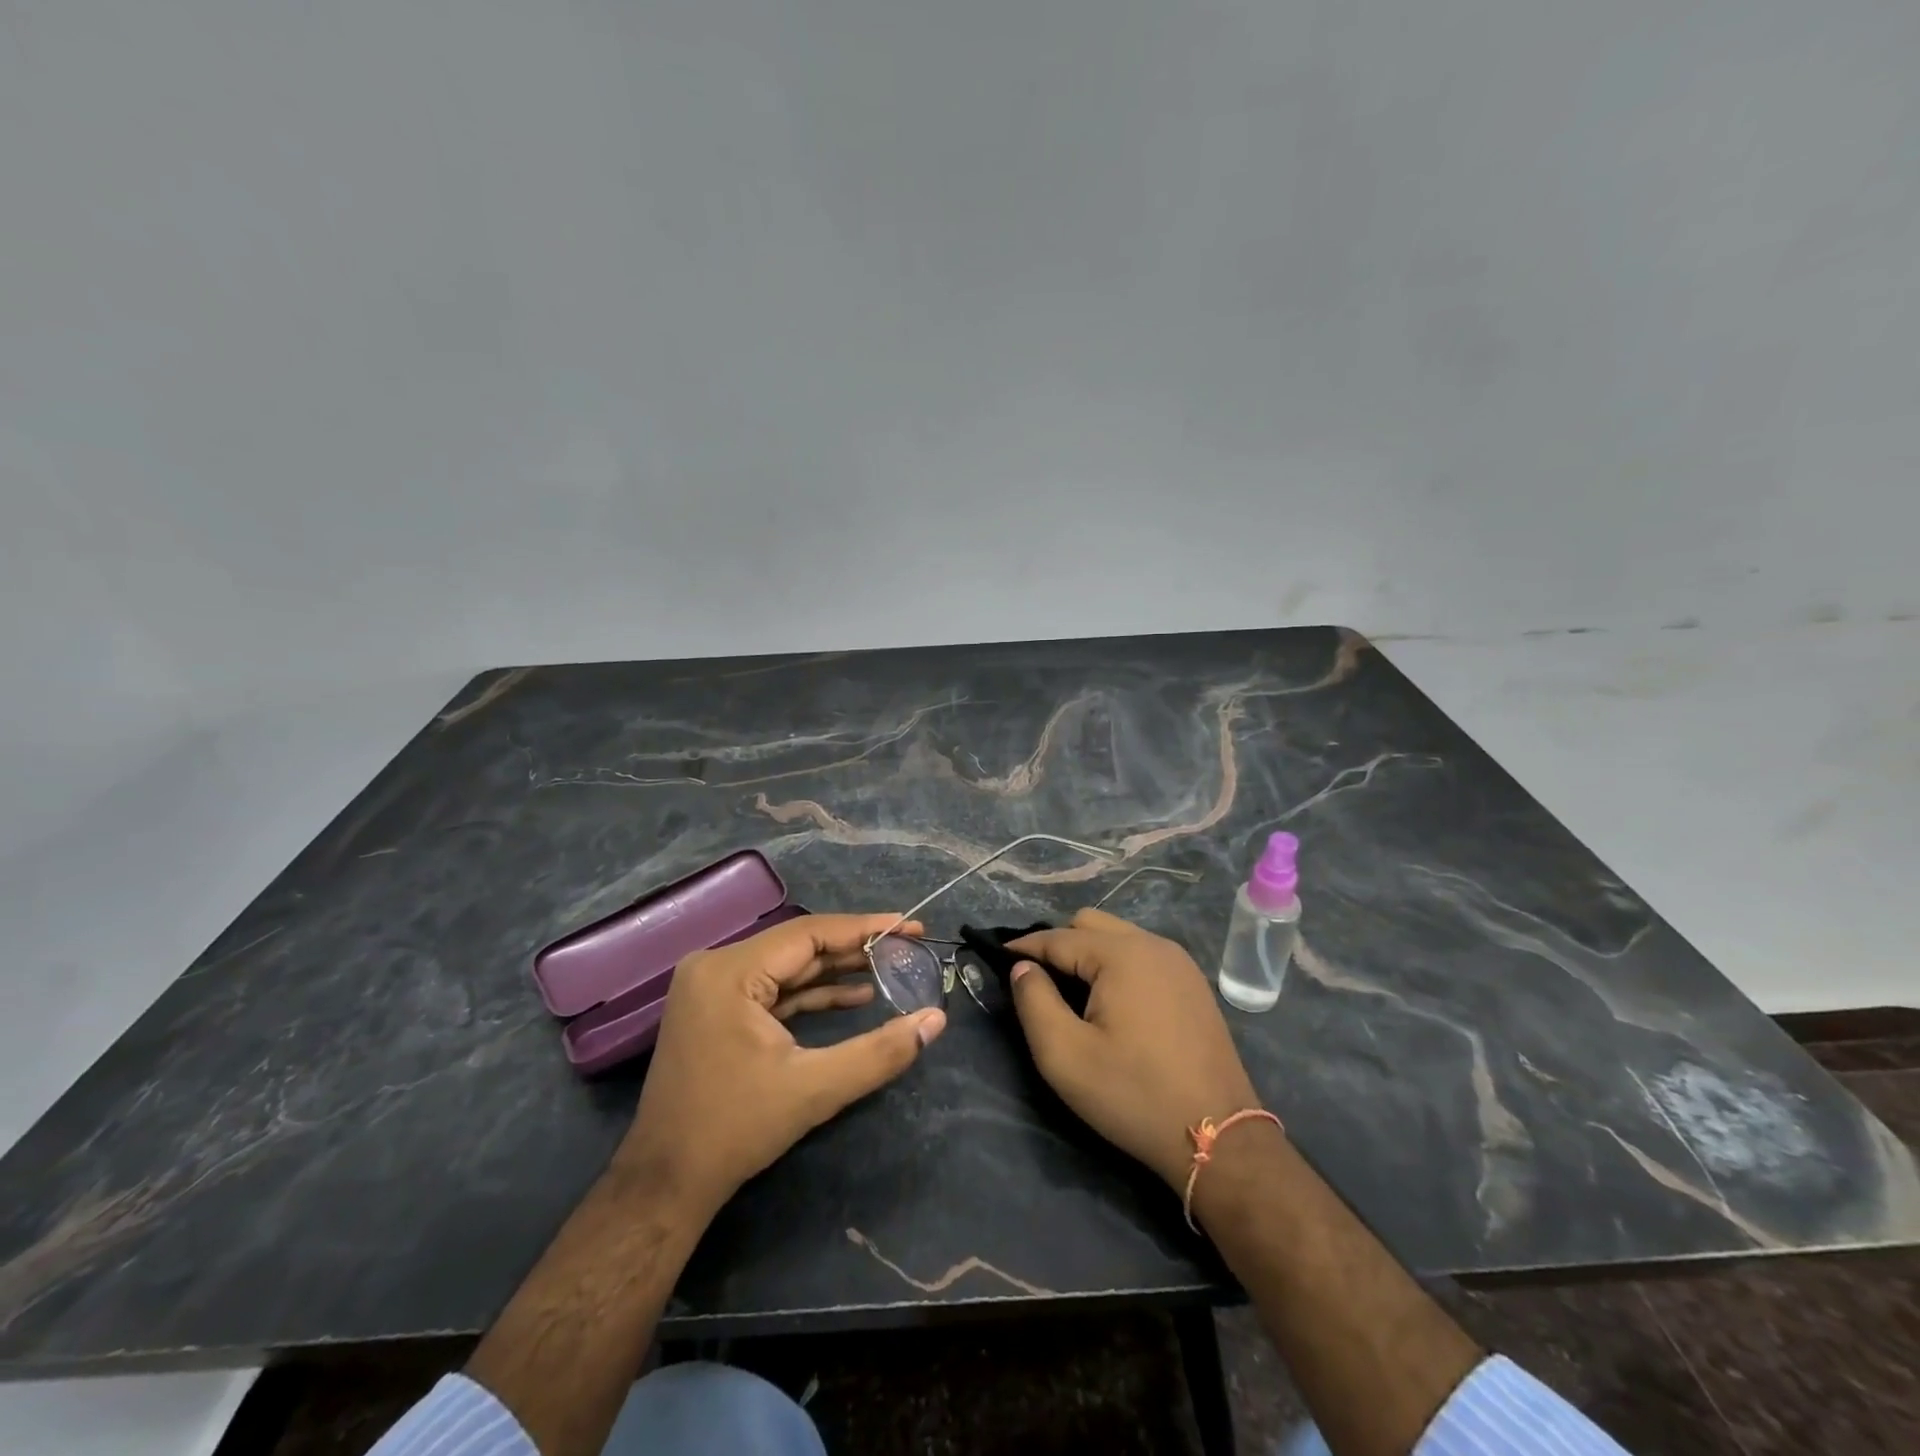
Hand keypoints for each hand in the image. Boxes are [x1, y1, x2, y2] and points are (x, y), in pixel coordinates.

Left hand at [616, 913, 945, 1215]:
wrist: (666, 1183)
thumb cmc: (735, 1129)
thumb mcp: (814, 1089)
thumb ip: (880, 1052)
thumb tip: (936, 1020)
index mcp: (730, 971)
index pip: (809, 933)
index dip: (865, 928)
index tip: (910, 925)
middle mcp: (716, 966)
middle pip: (799, 946)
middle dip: (855, 948)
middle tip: (907, 944)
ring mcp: (712, 987)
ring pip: (788, 966)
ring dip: (836, 970)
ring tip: (890, 967)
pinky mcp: (717, 1008)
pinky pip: (773, 988)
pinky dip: (811, 993)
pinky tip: (854, 996)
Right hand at [1008, 908, 1259, 1189]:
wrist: (1219, 1137)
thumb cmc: (1134, 1094)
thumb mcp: (1065, 1056)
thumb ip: (1034, 1002)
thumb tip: (1023, 968)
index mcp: (1122, 954)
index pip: (1058, 937)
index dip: (1024, 948)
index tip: (997, 959)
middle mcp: (1152, 944)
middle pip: (1090, 924)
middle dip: (1058, 944)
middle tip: (1038, 982)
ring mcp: (1179, 962)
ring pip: (1118, 937)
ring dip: (1089, 954)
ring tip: (1072, 993)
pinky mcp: (1193, 984)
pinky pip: (1143, 955)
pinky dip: (1117, 965)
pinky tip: (1112, 1003)